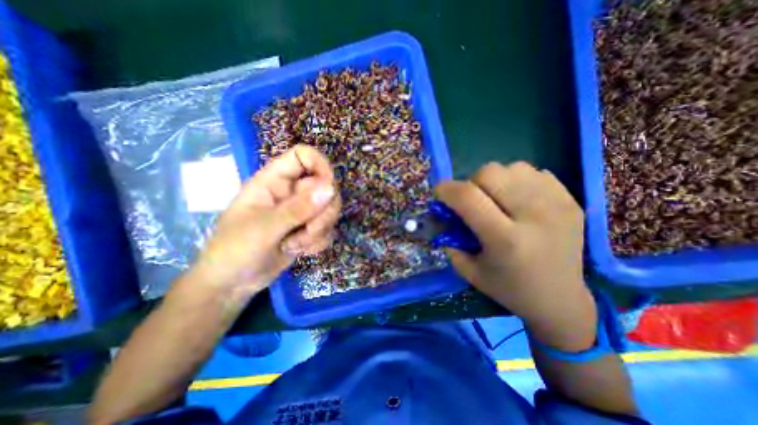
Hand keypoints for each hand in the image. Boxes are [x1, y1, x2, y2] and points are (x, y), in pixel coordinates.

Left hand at [191, 144, 342, 301]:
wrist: (232, 284)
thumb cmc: (234, 250)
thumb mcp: (264, 228)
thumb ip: (298, 208)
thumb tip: (331, 188)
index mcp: (273, 181)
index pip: (303, 156)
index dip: (321, 166)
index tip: (328, 189)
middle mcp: (291, 192)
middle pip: (325, 187)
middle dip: (323, 212)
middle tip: (308, 229)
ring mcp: (302, 212)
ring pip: (329, 210)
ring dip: (319, 230)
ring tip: (295, 244)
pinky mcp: (308, 229)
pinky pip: (327, 229)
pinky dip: (318, 242)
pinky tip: (300, 251)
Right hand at [439, 161, 598, 349]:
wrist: (560, 299)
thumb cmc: (508, 288)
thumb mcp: (469, 270)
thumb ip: (450, 239)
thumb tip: (443, 213)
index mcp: (505, 239)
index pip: (468, 197)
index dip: (447, 189)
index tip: (440, 193)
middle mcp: (534, 216)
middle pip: (490, 173)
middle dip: (471, 183)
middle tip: (473, 200)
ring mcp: (557, 204)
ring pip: (512, 167)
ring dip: (496, 180)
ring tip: (498, 199)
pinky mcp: (571, 199)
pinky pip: (534, 172)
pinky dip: (518, 181)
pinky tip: (520, 200)